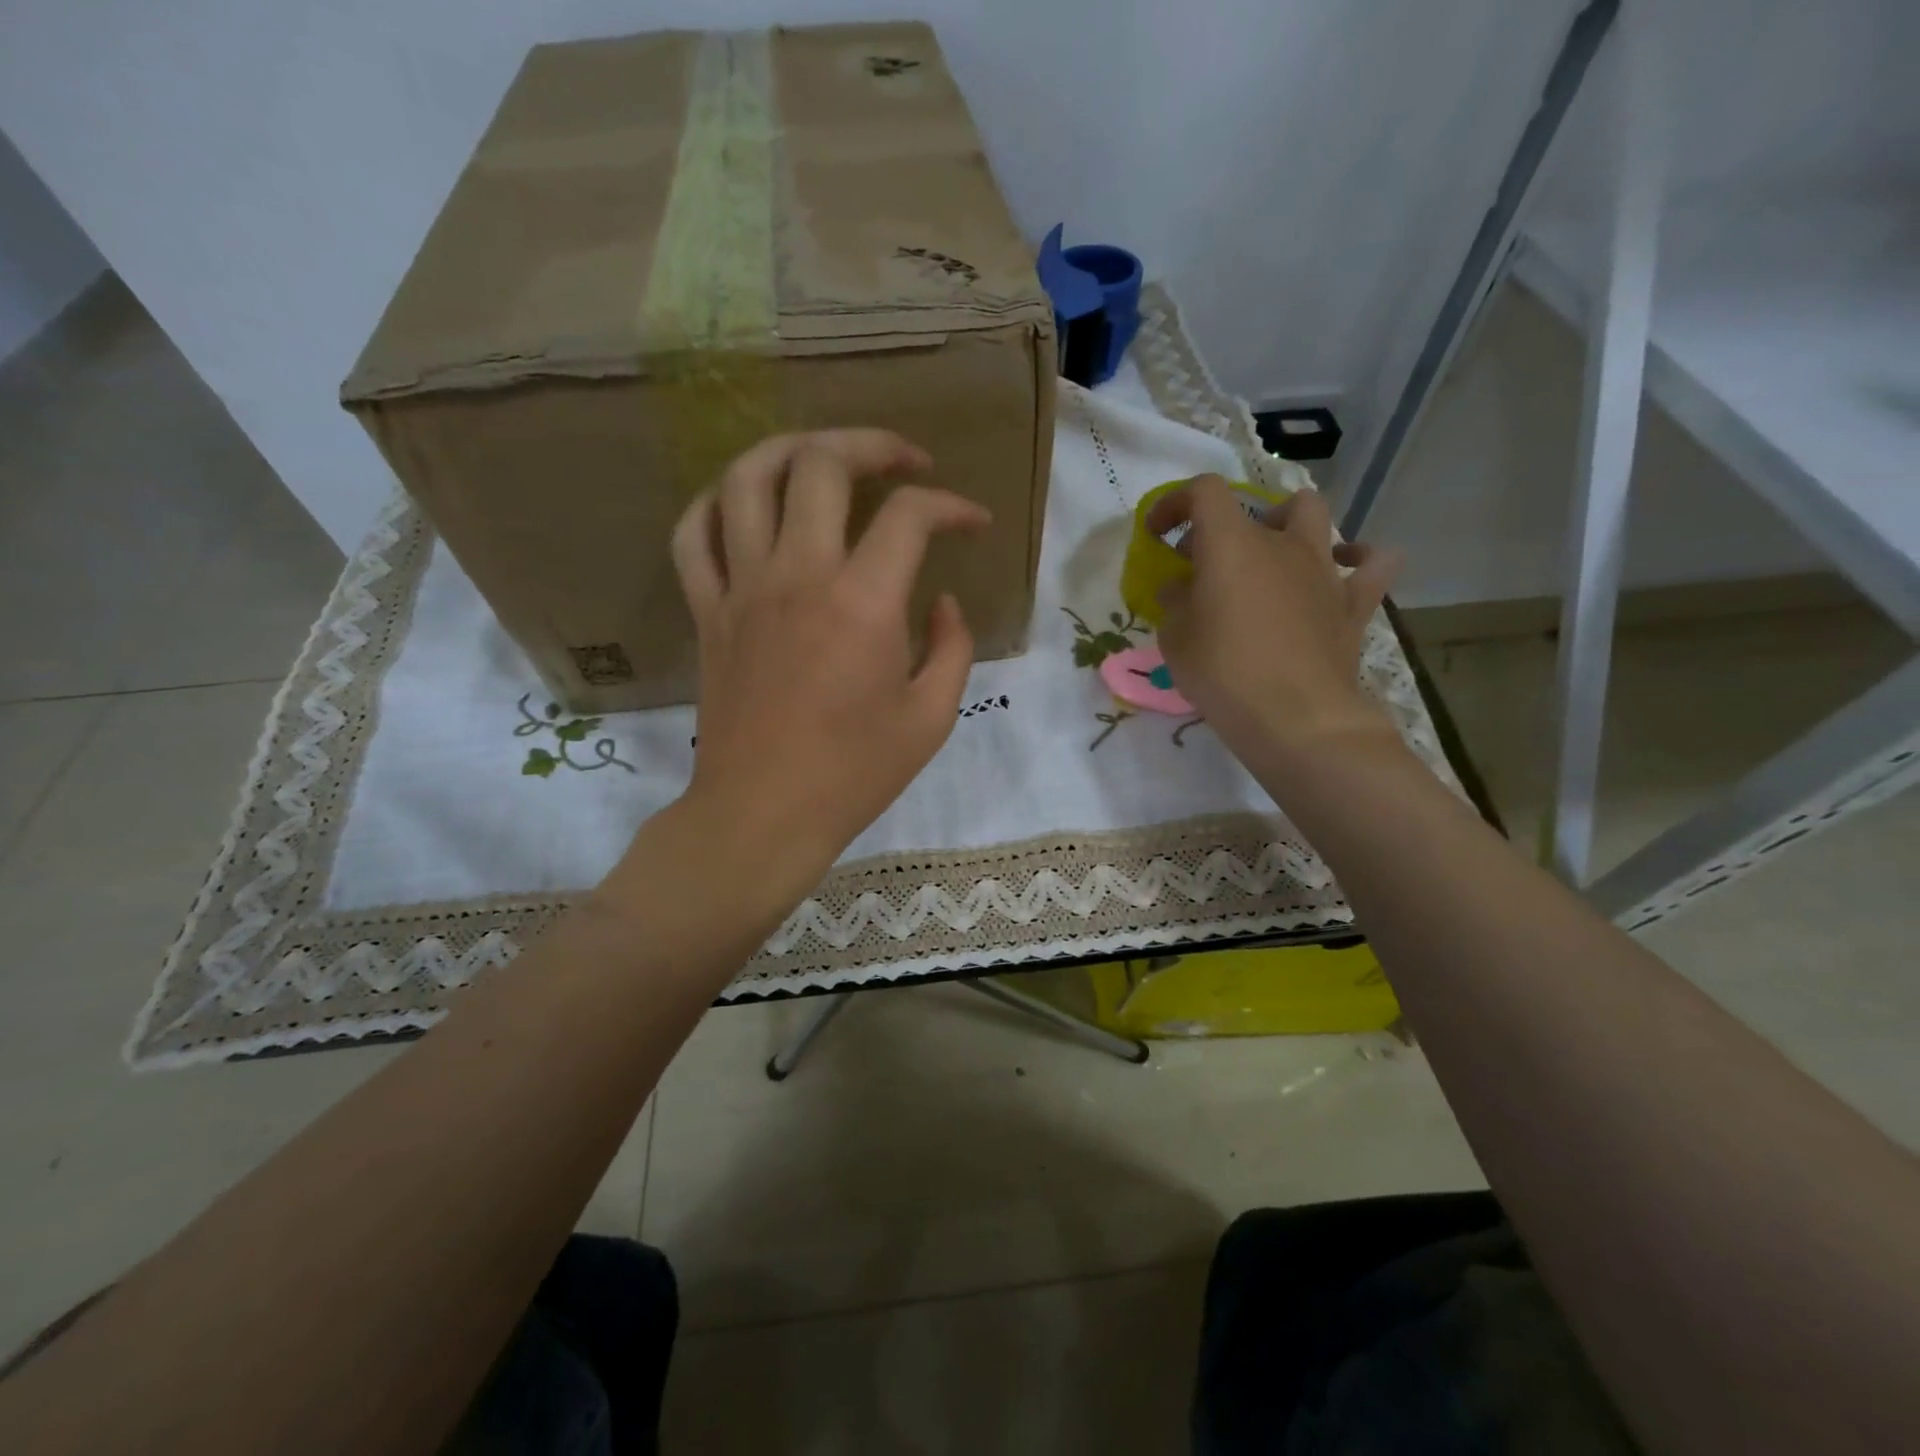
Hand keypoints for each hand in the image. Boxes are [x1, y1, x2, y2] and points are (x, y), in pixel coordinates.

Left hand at [659, 430, 988, 900]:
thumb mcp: (931, 718)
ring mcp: (742, 589)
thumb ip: (952, 648)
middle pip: (822, 465)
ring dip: (791, 449)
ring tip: (824, 459)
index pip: (910, 515)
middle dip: (872, 446)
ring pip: (747, 479)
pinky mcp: (707, 611)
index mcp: (862, 604)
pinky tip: (746, 505)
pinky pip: (692, 535)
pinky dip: (716, 503)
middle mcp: (797, 576)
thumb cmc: (854, 774)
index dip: (950, 505)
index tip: (972, 522)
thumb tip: (944, 602)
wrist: (763, 814)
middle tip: (903, 463)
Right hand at [1150, 475, 1401, 784]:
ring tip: (1270, 554)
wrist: (1297, 719)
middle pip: (1256, 506)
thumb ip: (1175, 603)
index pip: (1203, 492)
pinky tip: (1342, 569)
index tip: (1158, 534)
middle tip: (1205, 563)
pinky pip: (1371, 563)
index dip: (1175, 503)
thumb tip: (1180, 588)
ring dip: (1288, 524)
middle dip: (1224, 526)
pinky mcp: (1354, 601)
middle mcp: (1282, 543)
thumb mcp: (1176, 640)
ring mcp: (1324, 569)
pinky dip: (1357, 558)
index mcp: (1232, 544)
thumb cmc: (1224, 674)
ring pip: (1315, 516)